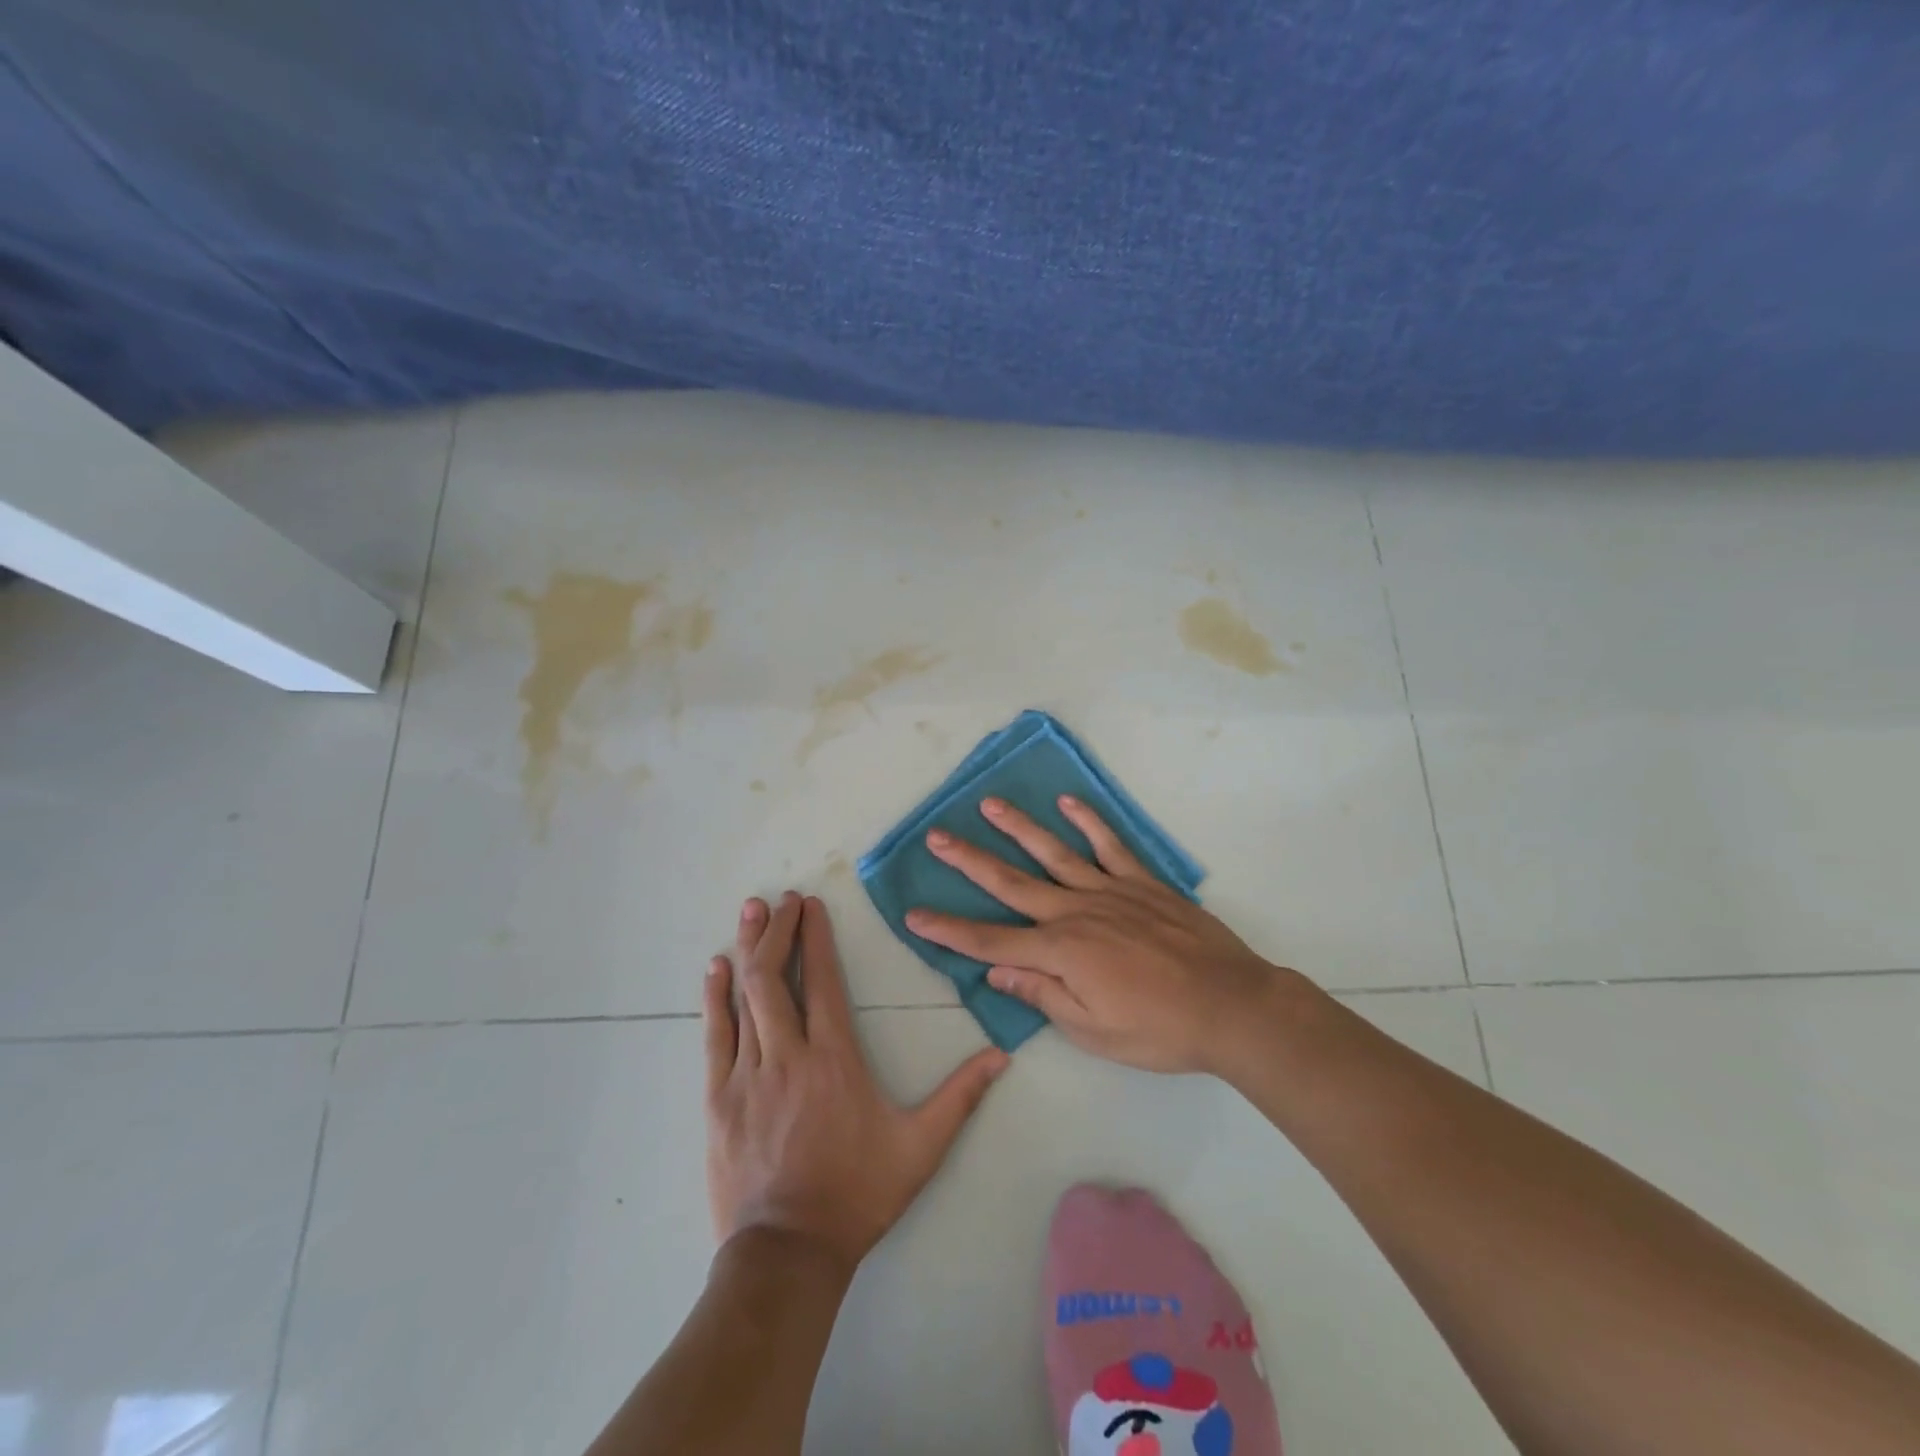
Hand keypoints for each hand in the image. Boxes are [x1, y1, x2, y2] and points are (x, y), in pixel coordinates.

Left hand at [704, 892, 1007, 1273]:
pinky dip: (715, 997)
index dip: (816, 937)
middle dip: (779, 931)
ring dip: (749, 949)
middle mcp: (789, 1054)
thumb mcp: (920, 1147)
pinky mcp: (719, 1097)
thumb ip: (960, 1096)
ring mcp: (748, 1074)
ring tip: (752, 911)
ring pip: (745, 997)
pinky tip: (716, 968)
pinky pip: (716, 1035)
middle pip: (777, 977)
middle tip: (782, 899)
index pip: (824, 982)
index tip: (812, 904)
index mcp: (835, 1058)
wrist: (788, 1253)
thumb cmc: (857, 1193)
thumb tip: (1001, 1055)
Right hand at [904, 795, 1287, 1075]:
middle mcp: (1076, 912)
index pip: (990, 940)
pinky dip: (1089, 822)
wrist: (1231, 1006)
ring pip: (1054, 853)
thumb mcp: (1093, 1031)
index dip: (949, 930)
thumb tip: (997, 971)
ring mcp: (1110, 891)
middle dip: (970, 861)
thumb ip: (1043, 994)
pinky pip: (1110, 846)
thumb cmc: (1159, 1029)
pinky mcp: (1142, 882)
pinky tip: (1068, 803)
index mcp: (1060, 952)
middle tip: (937, 836)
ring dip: (1019, 829)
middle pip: (1011, 884)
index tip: (913, 914)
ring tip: (990, 805)